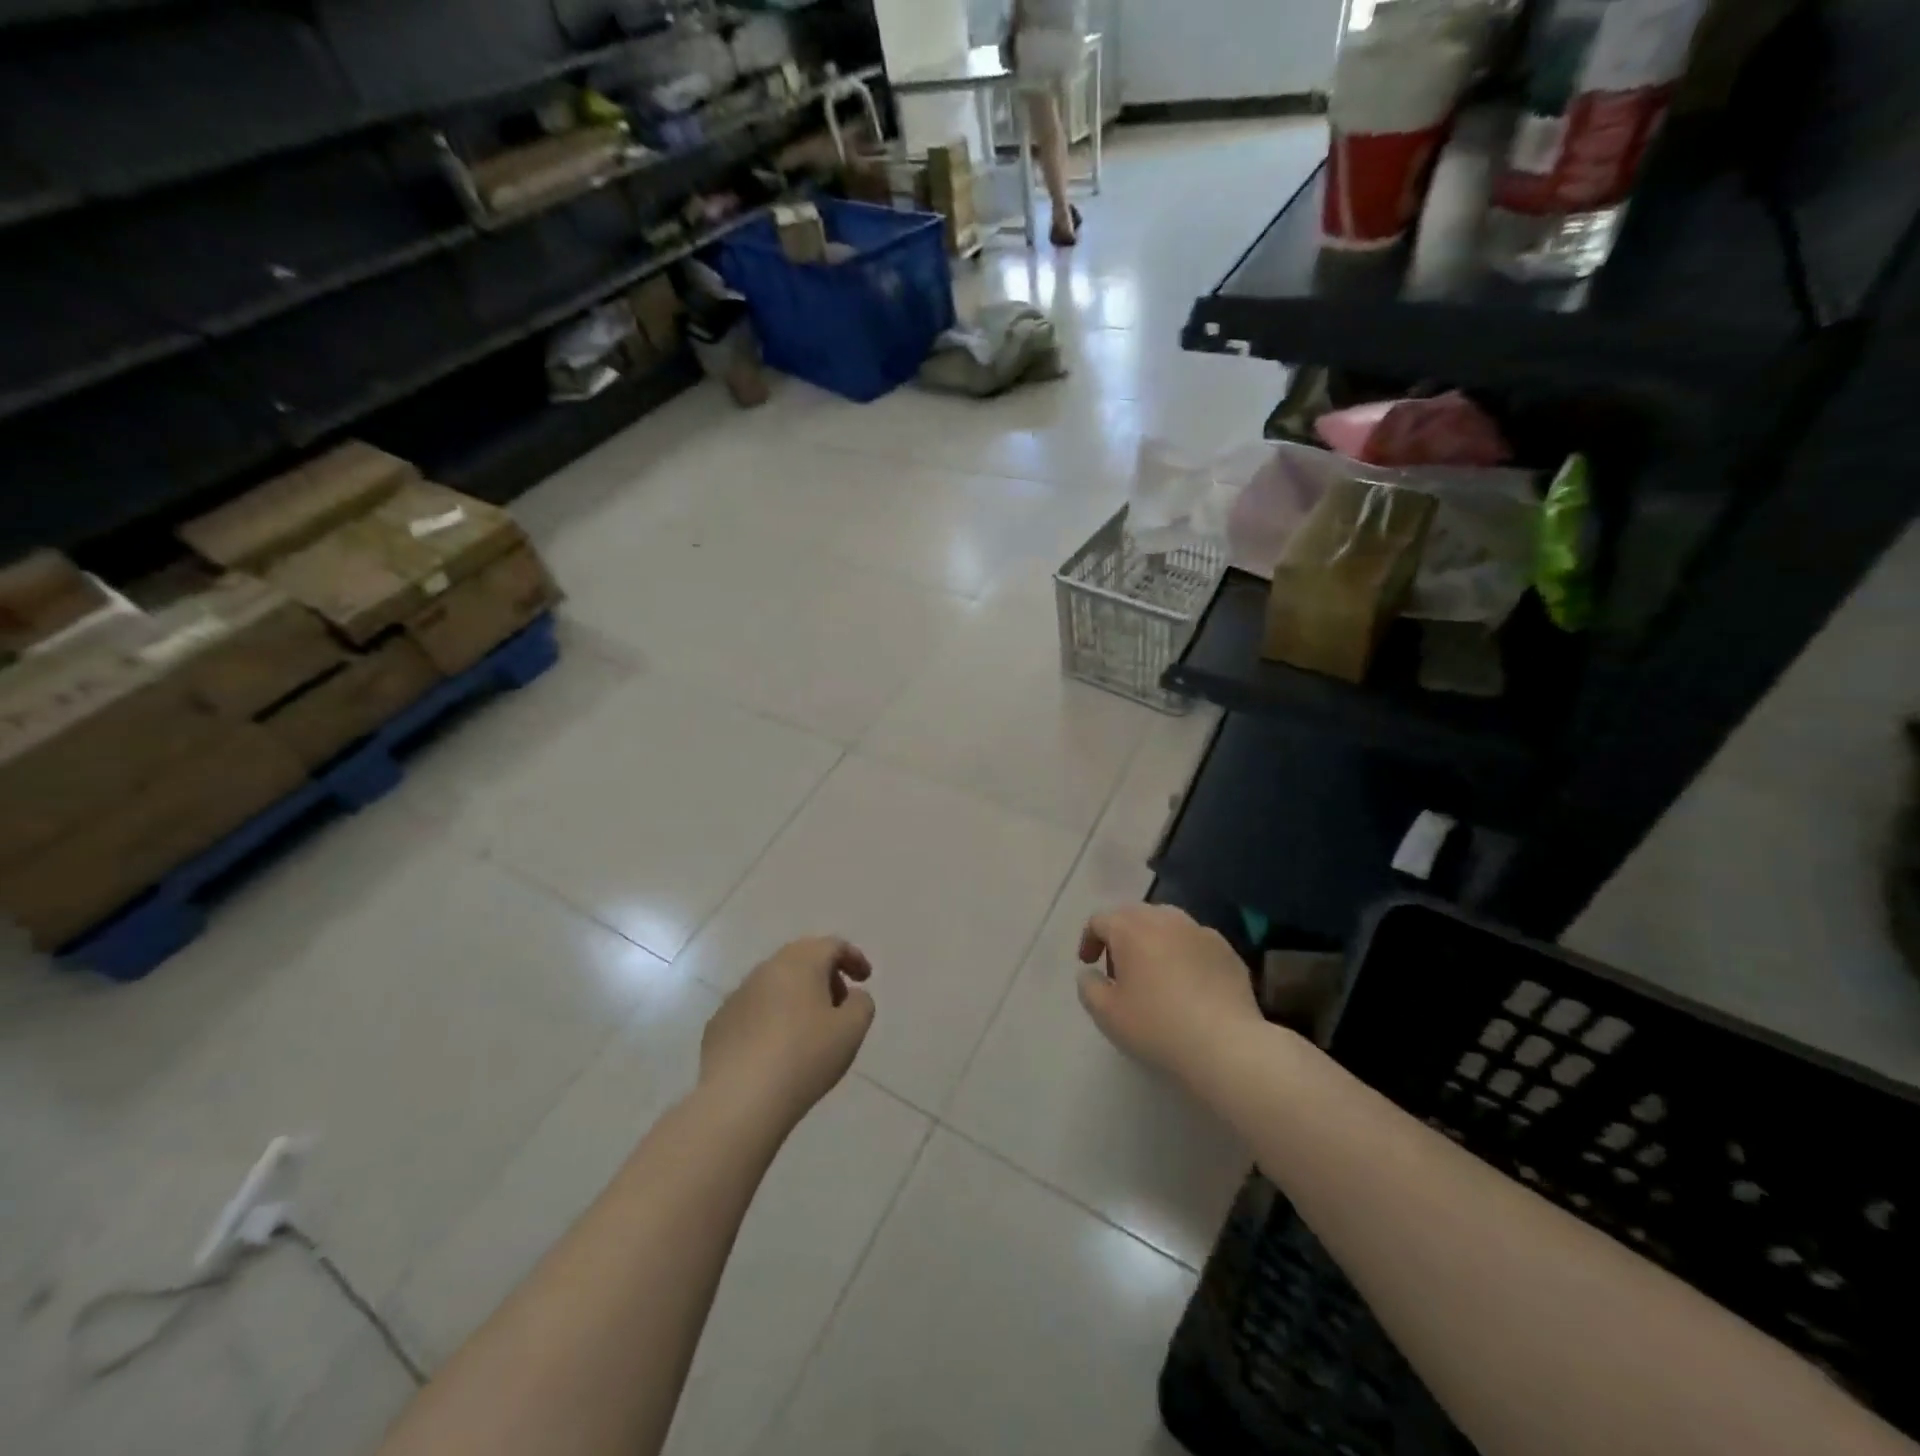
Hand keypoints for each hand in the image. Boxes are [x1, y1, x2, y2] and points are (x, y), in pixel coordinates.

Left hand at [701, 937, 874, 1127]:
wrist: (739, 1099)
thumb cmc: (804, 1057)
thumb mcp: (851, 1030)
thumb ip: (861, 1004)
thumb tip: (850, 996)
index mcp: (801, 963)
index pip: (832, 945)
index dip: (853, 958)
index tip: (865, 979)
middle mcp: (766, 969)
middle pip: (801, 958)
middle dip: (825, 974)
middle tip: (839, 1002)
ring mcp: (738, 995)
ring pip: (775, 983)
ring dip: (797, 995)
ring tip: (809, 1028)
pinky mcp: (719, 1023)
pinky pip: (754, 1009)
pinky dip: (771, 1017)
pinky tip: (776, 1048)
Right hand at [1077, 904, 1260, 1083]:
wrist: (1226, 1045)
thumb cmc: (1157, 1026)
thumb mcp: (1106, 1013)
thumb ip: (1088, 986)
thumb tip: (1091, 973)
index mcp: (1131, 928)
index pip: (1100, 920)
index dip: (1089, 940)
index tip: (1089, 965)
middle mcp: (1165, 919)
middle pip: (1134, 915)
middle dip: (1121, 936)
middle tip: (1120, 970)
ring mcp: (1200, 931)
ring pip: (1167, 924)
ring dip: (1153, 941)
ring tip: (1154, 974)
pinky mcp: (1227, 950)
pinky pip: (1194, 942)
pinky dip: (1183, 954)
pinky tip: (1188, 985)